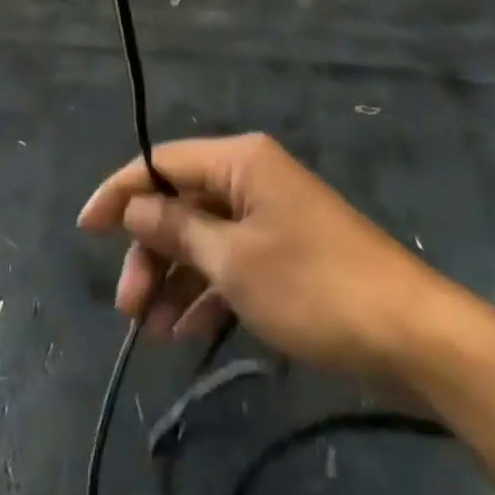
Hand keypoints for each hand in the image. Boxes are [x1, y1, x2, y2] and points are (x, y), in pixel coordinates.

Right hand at [77, 133, 463, 384]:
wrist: (408, 334)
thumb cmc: (312, 286)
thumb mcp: (234, 261)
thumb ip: (179, 228)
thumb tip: (135, 203)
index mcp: (240, 160)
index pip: (164, 162)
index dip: (121, 191)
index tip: (85, 229)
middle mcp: (252, 176)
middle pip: (182, 202)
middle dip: (151, 251)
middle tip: (128, 308)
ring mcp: (270, 214)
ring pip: (205, 235)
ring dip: (175, 278)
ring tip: (152, 331)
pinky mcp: (286, 250)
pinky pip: (232, 260)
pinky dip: (208, 291)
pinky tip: (187, 332)